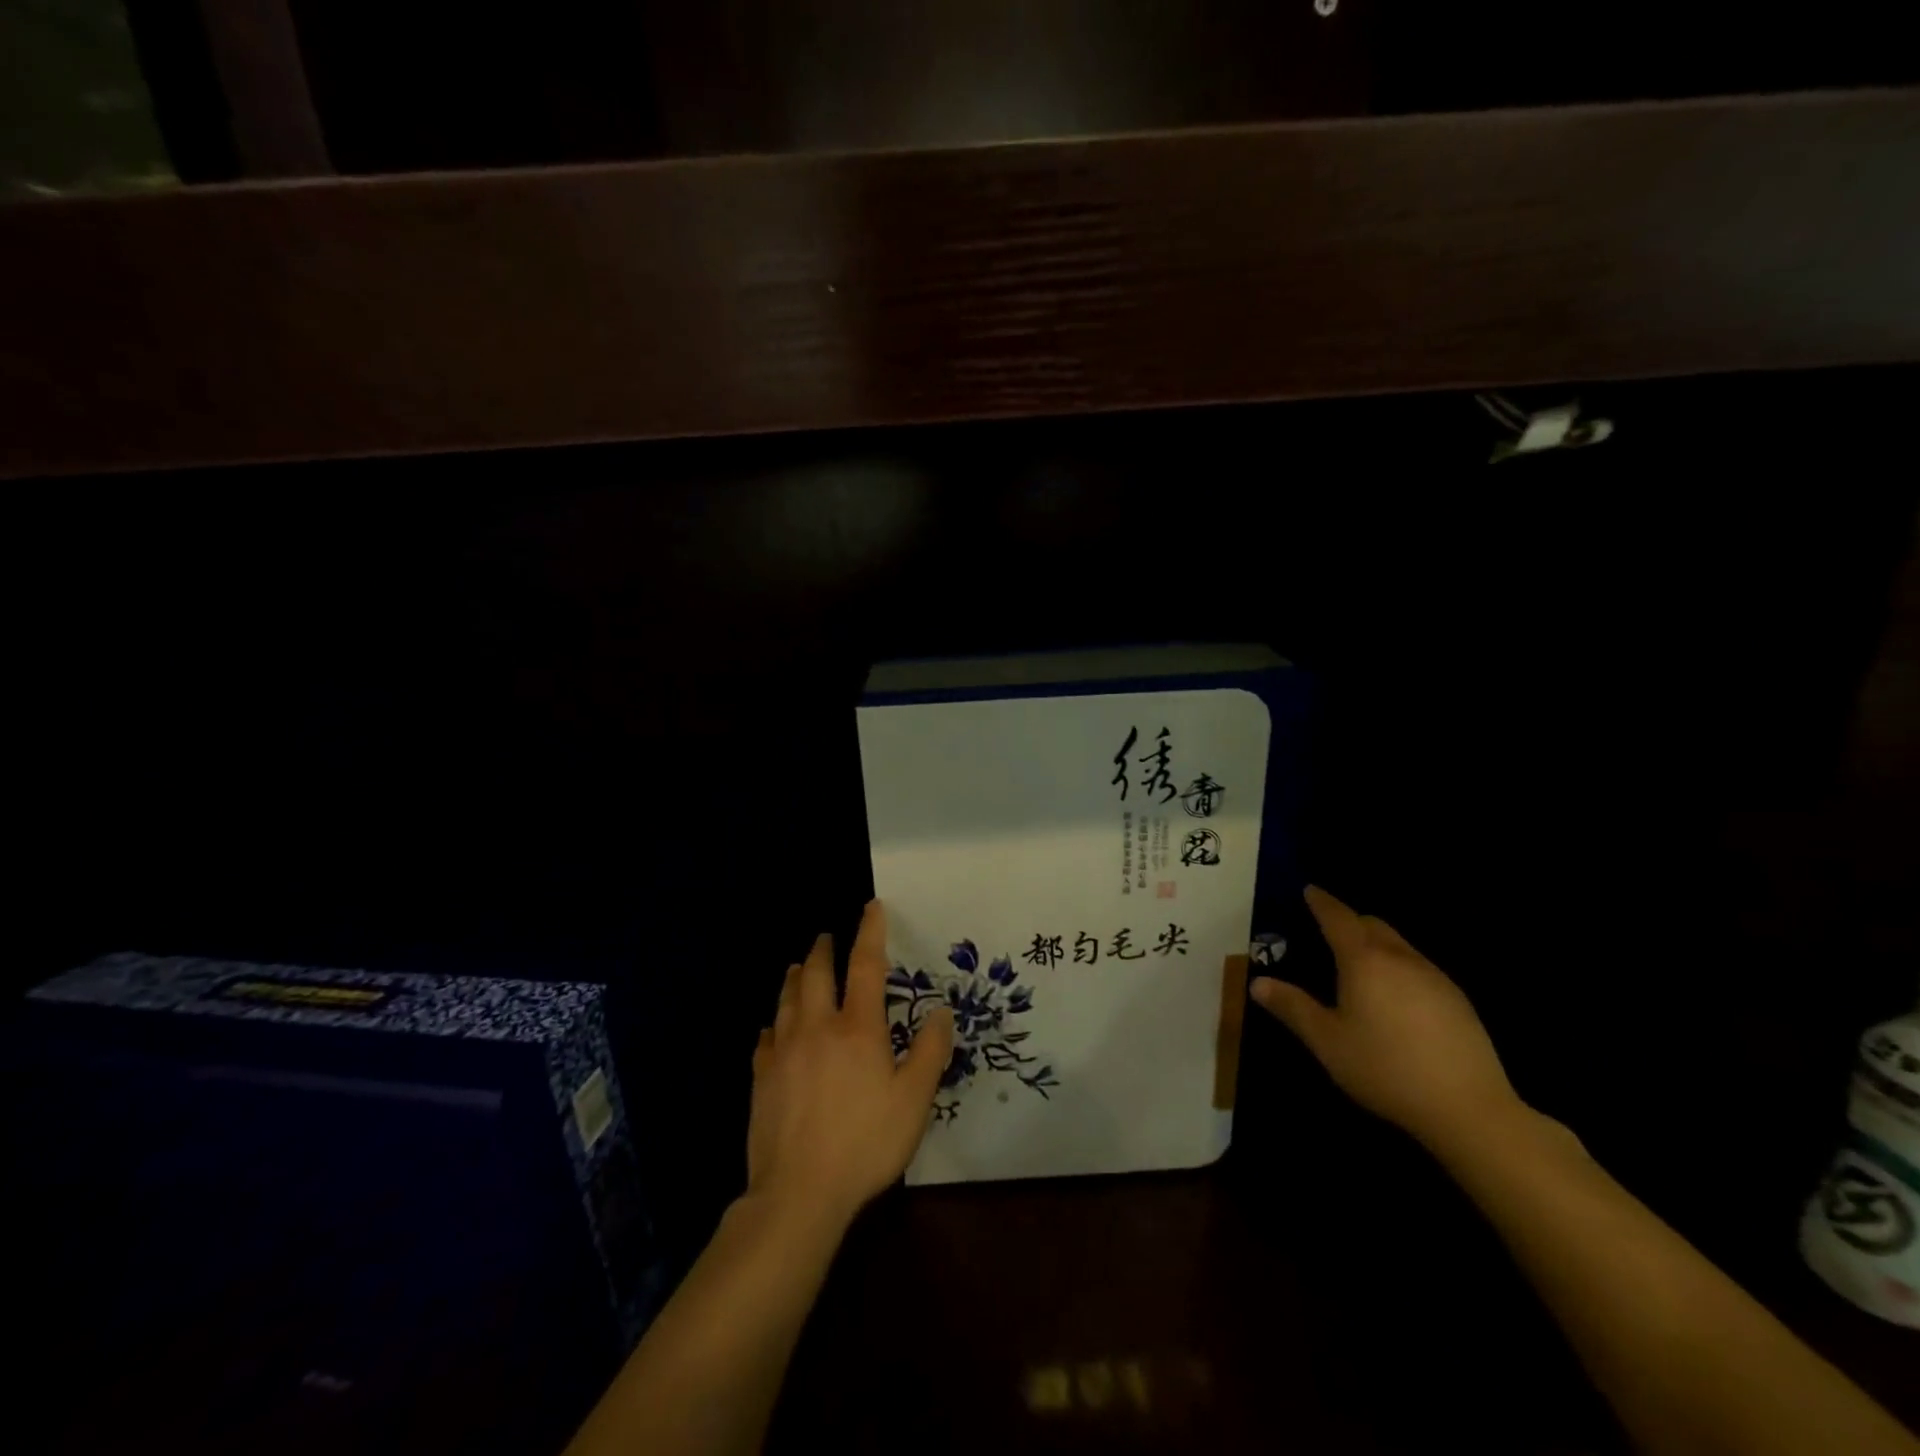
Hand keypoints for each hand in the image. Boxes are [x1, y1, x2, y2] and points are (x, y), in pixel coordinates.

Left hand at [746, 899, 954, 1231]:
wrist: (798, 1192)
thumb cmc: (865, 1143)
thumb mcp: (914, 1101)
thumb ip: (929, 1052)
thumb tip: (941, 1011)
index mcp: (858, 1028)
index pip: (866, 966)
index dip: (869, 932)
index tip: (870, 906)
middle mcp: (817, 1028)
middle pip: (816, 974)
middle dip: (822, 949)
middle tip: (825, 937)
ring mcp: (784, 1051)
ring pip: (786, 999)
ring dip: (795, 978)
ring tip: (798, 967)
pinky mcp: (761, 1077)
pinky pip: (766, 1037)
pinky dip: (774, 1023)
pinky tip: (774, 1028)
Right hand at [1250, 885, 1522, 1148]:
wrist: (1469, 1108)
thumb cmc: (1386, 1068)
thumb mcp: (1327, 1041)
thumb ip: (1292, 1008)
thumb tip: (1258, 983)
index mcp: (1363, 961)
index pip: (1338, 918)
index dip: (1321, 902)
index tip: (1310, 890)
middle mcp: (1400, 958)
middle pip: (1372, 924)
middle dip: (1349, 920)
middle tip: (1328, 931)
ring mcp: (1434, 977)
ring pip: (1399, 945)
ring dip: (1375, 944)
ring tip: (1359, 966)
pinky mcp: (1458, 1000)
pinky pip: (1419, 967)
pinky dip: (1398, 967)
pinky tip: (1395, 999)